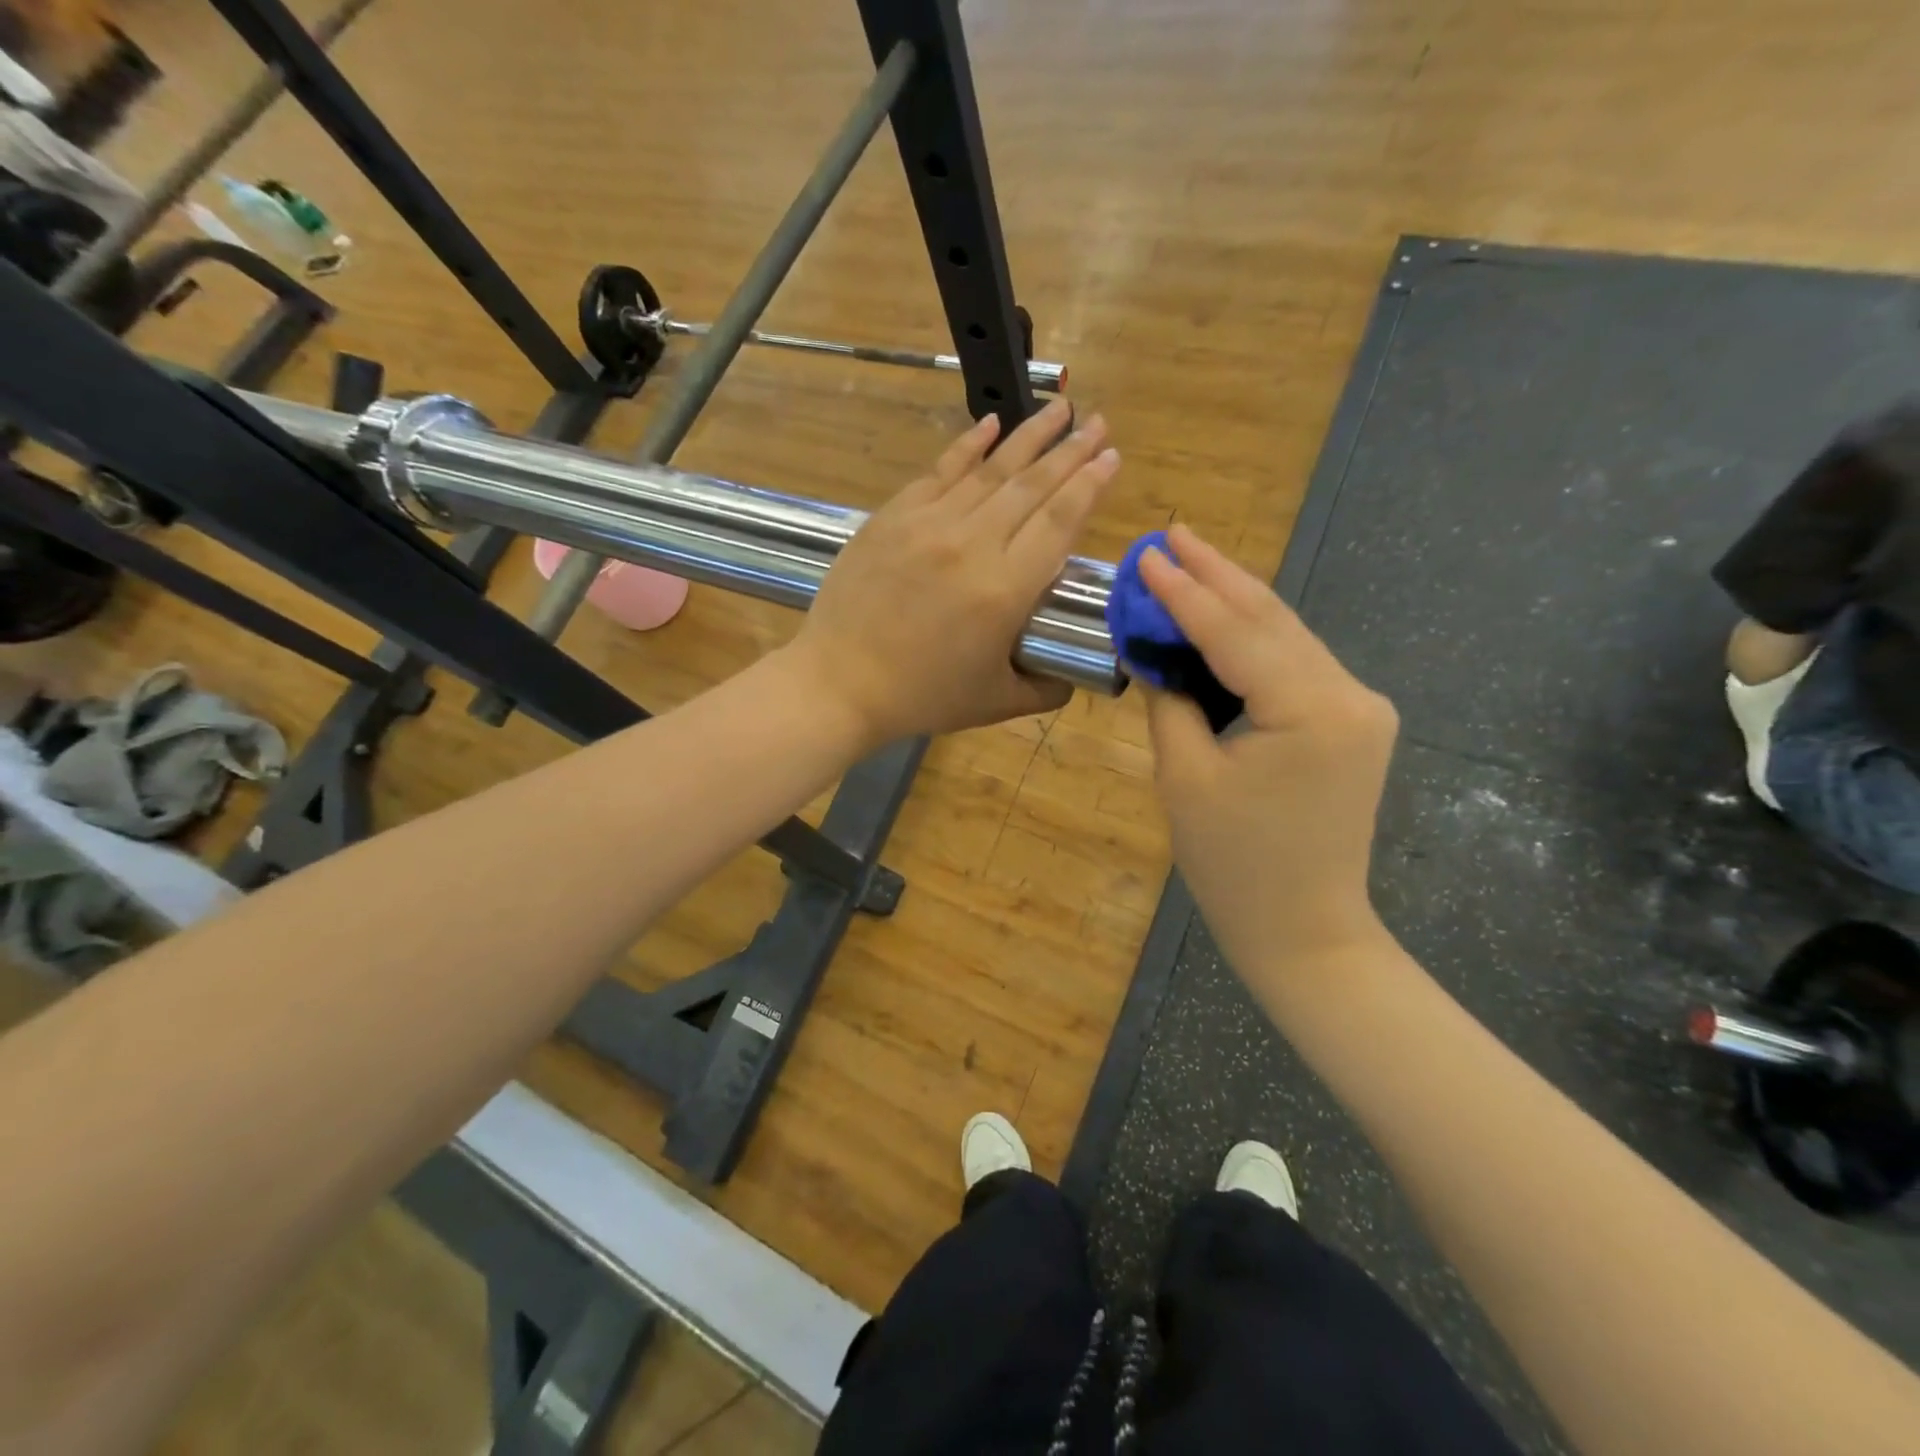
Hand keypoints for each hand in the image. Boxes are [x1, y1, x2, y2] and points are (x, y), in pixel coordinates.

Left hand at [790, 399, 1119, 743]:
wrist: (840, 683)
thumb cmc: (921, 696)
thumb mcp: (996, 703)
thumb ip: (1045, 689)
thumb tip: (1074, 676)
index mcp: (1005, 590)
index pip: (1059, 522)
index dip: (1089, 486)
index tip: (1111, 457)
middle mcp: (972, 544)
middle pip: (1031, 487)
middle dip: (1071, 451)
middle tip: (1098, 422)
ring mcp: (929, 524)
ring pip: (990, 470)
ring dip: (1029, 436)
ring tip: (1058, 409)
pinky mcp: (893, 516)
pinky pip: (940, 471)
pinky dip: (968, 445)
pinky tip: (990, 424)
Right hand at [1142, 524, 1398, 968]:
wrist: (1306, 931)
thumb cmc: (1235, 866)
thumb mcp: (1184, 779)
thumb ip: (1169, 701)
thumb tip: (1150, 649)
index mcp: (1312, 711)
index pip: (1237, 634)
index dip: (1185, 593)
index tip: (1146, 555)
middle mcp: (1351, 694)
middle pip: (1272, 619)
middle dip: (1217, 576)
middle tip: (1170, 536)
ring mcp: (1359, 707)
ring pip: (1286, 636)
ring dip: (1234, 600)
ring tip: (1188, 561)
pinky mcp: (1352, 722)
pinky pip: (1294, 665)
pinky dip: (1252, 639)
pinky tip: (1219, 615)